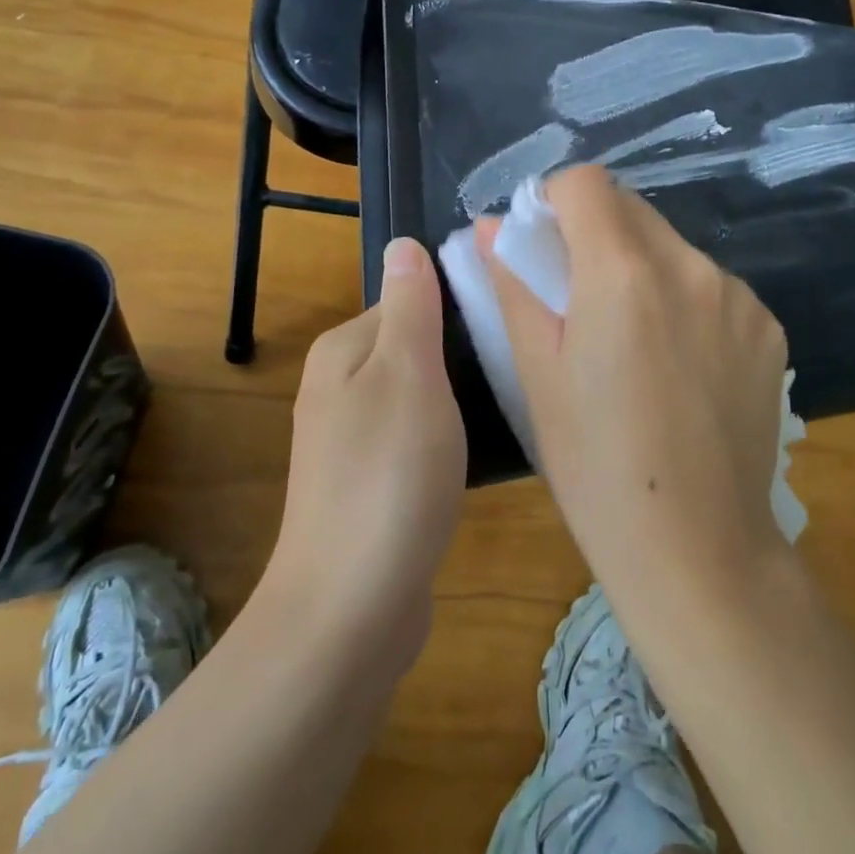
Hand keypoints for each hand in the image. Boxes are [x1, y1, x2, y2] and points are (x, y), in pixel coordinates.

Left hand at [266, 238, 466, 671]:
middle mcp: (339, 388)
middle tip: (516, 364)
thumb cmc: (388, 475)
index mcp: (343, 351)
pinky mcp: (370, 486)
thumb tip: (403, 244)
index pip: (408, 299)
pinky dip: (447, 439)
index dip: (457, 306)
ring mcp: (351, 441)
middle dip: (460, 353)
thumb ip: (409, 306)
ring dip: (458, 397)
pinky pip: (416, 439)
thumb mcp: (407, 372)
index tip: (508, 320)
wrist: (352, 609)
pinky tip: (479, 454)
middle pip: (413, 346)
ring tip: (509, 403)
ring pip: (419, 394)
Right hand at [477, 165, 787, 593]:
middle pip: (631, 209)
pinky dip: (684, 300)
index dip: (554, 200)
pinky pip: (711, 286)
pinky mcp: (768, 328)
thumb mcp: (537, 373)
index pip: (586, 183)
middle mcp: (690, 267)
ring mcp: (738, 296)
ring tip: (631, 339)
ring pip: (672, 247)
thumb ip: (514, 285)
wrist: (698, 548)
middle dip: (595, 232)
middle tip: (577, 295)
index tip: (542, 243)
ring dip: (641, 266)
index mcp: (624, 274)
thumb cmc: (595, 465)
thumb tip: (490, 229)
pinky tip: (678, 364)